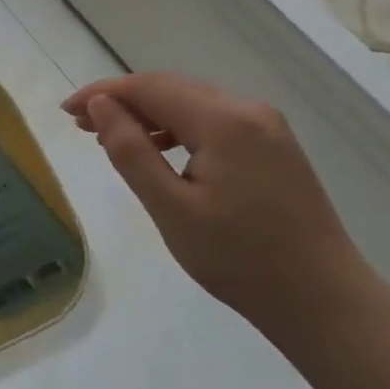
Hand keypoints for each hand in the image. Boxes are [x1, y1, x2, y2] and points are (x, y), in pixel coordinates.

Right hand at [62, 73, 366, 324]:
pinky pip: (214, 121)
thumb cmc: (240, 260)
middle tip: (81, 125)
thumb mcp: (171, 209)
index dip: (103, 92)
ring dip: (149, 114)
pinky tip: (160, 149)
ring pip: (192, 103)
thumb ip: (131, 151)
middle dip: (123, 101)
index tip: (66, 110)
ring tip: (111, 137)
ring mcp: (266, 126)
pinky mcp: (273, 146)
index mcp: (224, 120)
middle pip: (171, 88)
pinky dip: (178, 128)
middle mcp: (248, 110)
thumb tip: (100, 104)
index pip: (150, 87)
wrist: (323, 301)